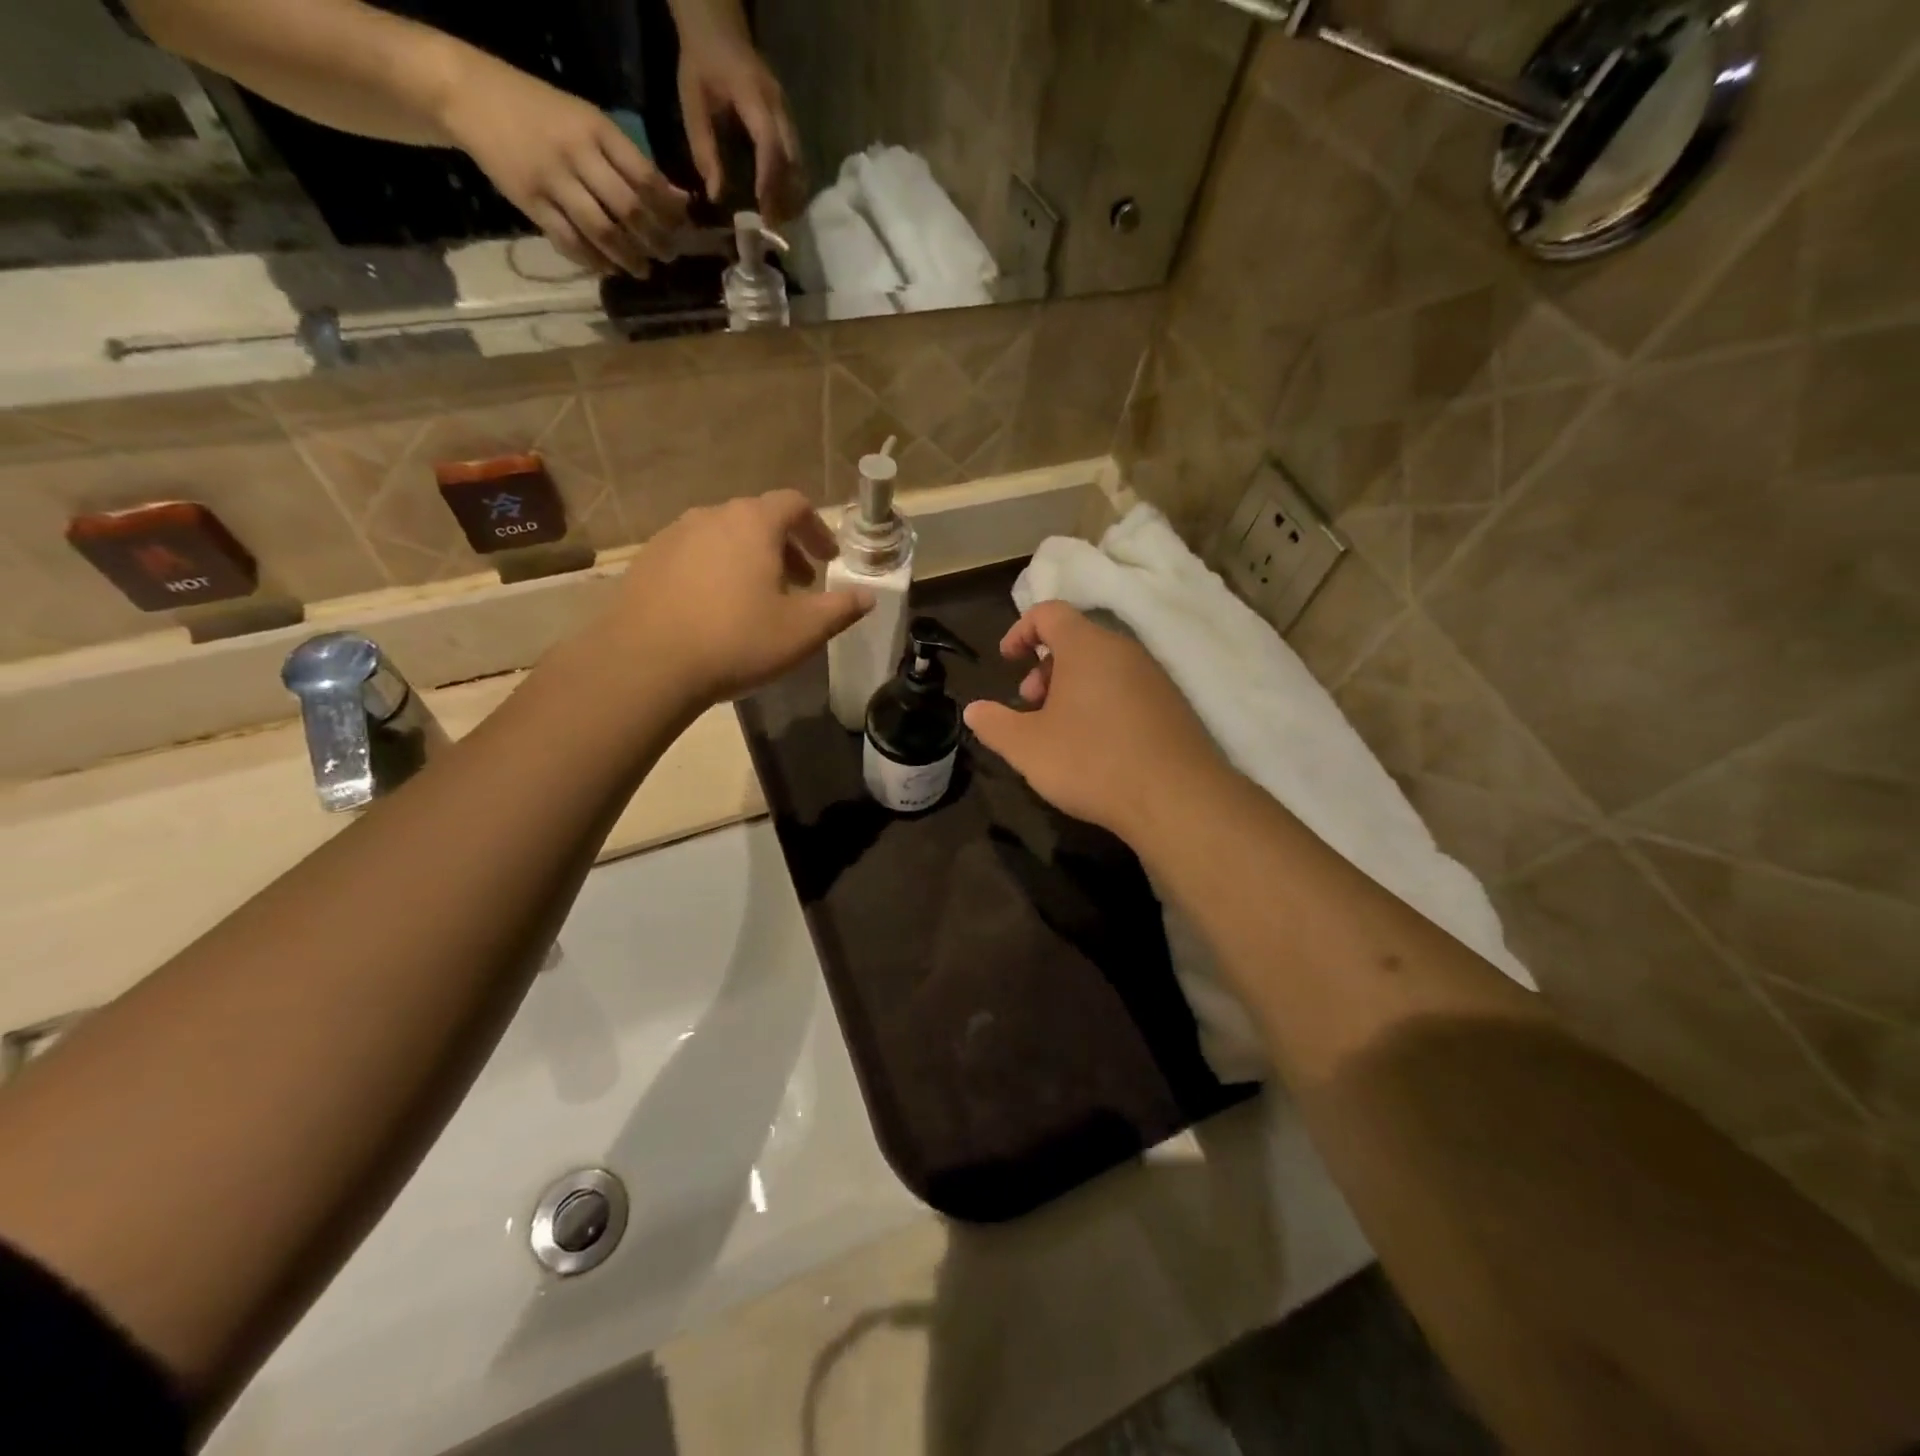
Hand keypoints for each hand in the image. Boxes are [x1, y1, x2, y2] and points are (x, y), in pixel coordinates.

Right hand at [441, 56, 689, 274]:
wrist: (469, 94)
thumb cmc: (542, 112)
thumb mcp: (589, 123)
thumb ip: (632, 163)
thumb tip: (680, 201)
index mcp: (595, 128)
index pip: (645, 178)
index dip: (669, 211)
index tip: (682, 230)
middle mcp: (576, 153)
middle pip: (628, 209)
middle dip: (655, 240)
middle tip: (668, 257)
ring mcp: (551, 179)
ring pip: (602, 231)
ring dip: (629, 258)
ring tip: (643, 270)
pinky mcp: (530, 202)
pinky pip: (570, 242)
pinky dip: (594, 261)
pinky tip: (609, 269)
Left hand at [597, 490, 871, 709]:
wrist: (647, 664)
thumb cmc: (736, 640)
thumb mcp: (803, 631)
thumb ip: (840, 609)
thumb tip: (867, 596)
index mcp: (752, 523)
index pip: (794, 504)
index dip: (818, 529)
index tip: (829, 560)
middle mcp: (711, 516)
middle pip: (757, 518)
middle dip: (786, 547)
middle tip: (800, 583)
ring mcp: (672, 536)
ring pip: (723, 537)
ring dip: (749, 559)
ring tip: (757, 599)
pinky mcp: (647, 561)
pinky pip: (693, 556)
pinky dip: (715, 571)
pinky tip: (715, 610)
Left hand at [677, 33, 802, 221]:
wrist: (719, 28)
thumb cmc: (701, 64)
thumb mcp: (692, 102)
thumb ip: (703, 148)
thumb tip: (715, 196)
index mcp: (753, 94)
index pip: (769, 143)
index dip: (768, 179)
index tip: (763, 211)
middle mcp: (778, 105)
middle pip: (791, 160)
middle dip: (783, 196)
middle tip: (772, 227)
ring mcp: (788, 114)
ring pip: (799, 164)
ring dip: (791, 195)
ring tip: (777, 220)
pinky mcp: (790, 124)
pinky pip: (797, 160)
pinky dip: (791, 185)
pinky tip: (781, 203)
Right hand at [963, 603, 1231, 842]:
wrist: (1177, 799)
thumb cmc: (1091, 761)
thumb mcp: (1027, 747)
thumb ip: (994, 724)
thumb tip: (973, 710)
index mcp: (1086, 646)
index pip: (1049, 612)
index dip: (1020, 630)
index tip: (1006, 661)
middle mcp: (1124, 650)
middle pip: (1076, 640)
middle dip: (1044, 667)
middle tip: (1031, 704)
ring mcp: (1153, 677)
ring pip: (1102, 667)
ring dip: (1072, 689)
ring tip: (1060, 731)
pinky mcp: (1172, 706)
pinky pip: (1126, 689)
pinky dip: (1101, 704)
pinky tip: (1096, 746)